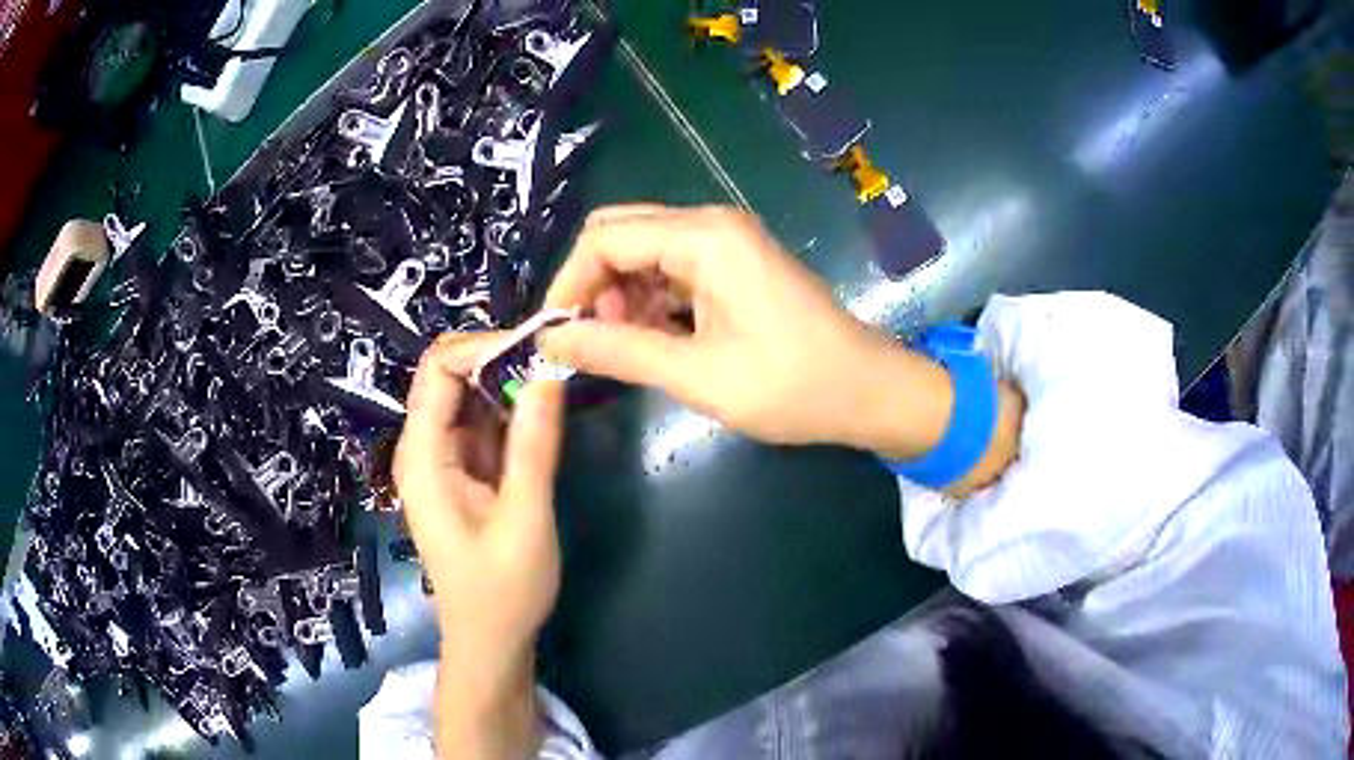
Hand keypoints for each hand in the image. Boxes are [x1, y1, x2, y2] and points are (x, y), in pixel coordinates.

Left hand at [394, 334, 563, 759]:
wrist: (491, 640)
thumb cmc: (503, 592)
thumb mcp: (525, 520)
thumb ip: (534, 446)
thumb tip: (548, 372)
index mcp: (423, 457)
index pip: (438, 369)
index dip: (484, 347)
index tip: (538, 351)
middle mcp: (425, 448)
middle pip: (452, 375)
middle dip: (501, 360)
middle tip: (556, 364)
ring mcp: (445, 459)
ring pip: (471, 396)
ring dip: (511, 383)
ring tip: (558, 382)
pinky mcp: (466, 471)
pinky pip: (485, 423)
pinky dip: (513, 411)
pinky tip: (545, 414)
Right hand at [540, 205, 955, 456]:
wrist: (868, 391)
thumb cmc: (792, 385)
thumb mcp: (697, 375)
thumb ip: (618, 352)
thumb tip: (549, 342)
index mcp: (704, 236)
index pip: (605, 239)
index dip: (568, 285)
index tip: (554, 337)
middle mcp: (710, 224)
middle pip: (620, 235)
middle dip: (592, 287)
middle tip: (591, 344)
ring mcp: (724, 243)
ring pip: (642, 254)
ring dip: (620, 297)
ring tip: (626, 351)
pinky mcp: (733, 266)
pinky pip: (670, 271)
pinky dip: (649, 302)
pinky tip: (654, 342)